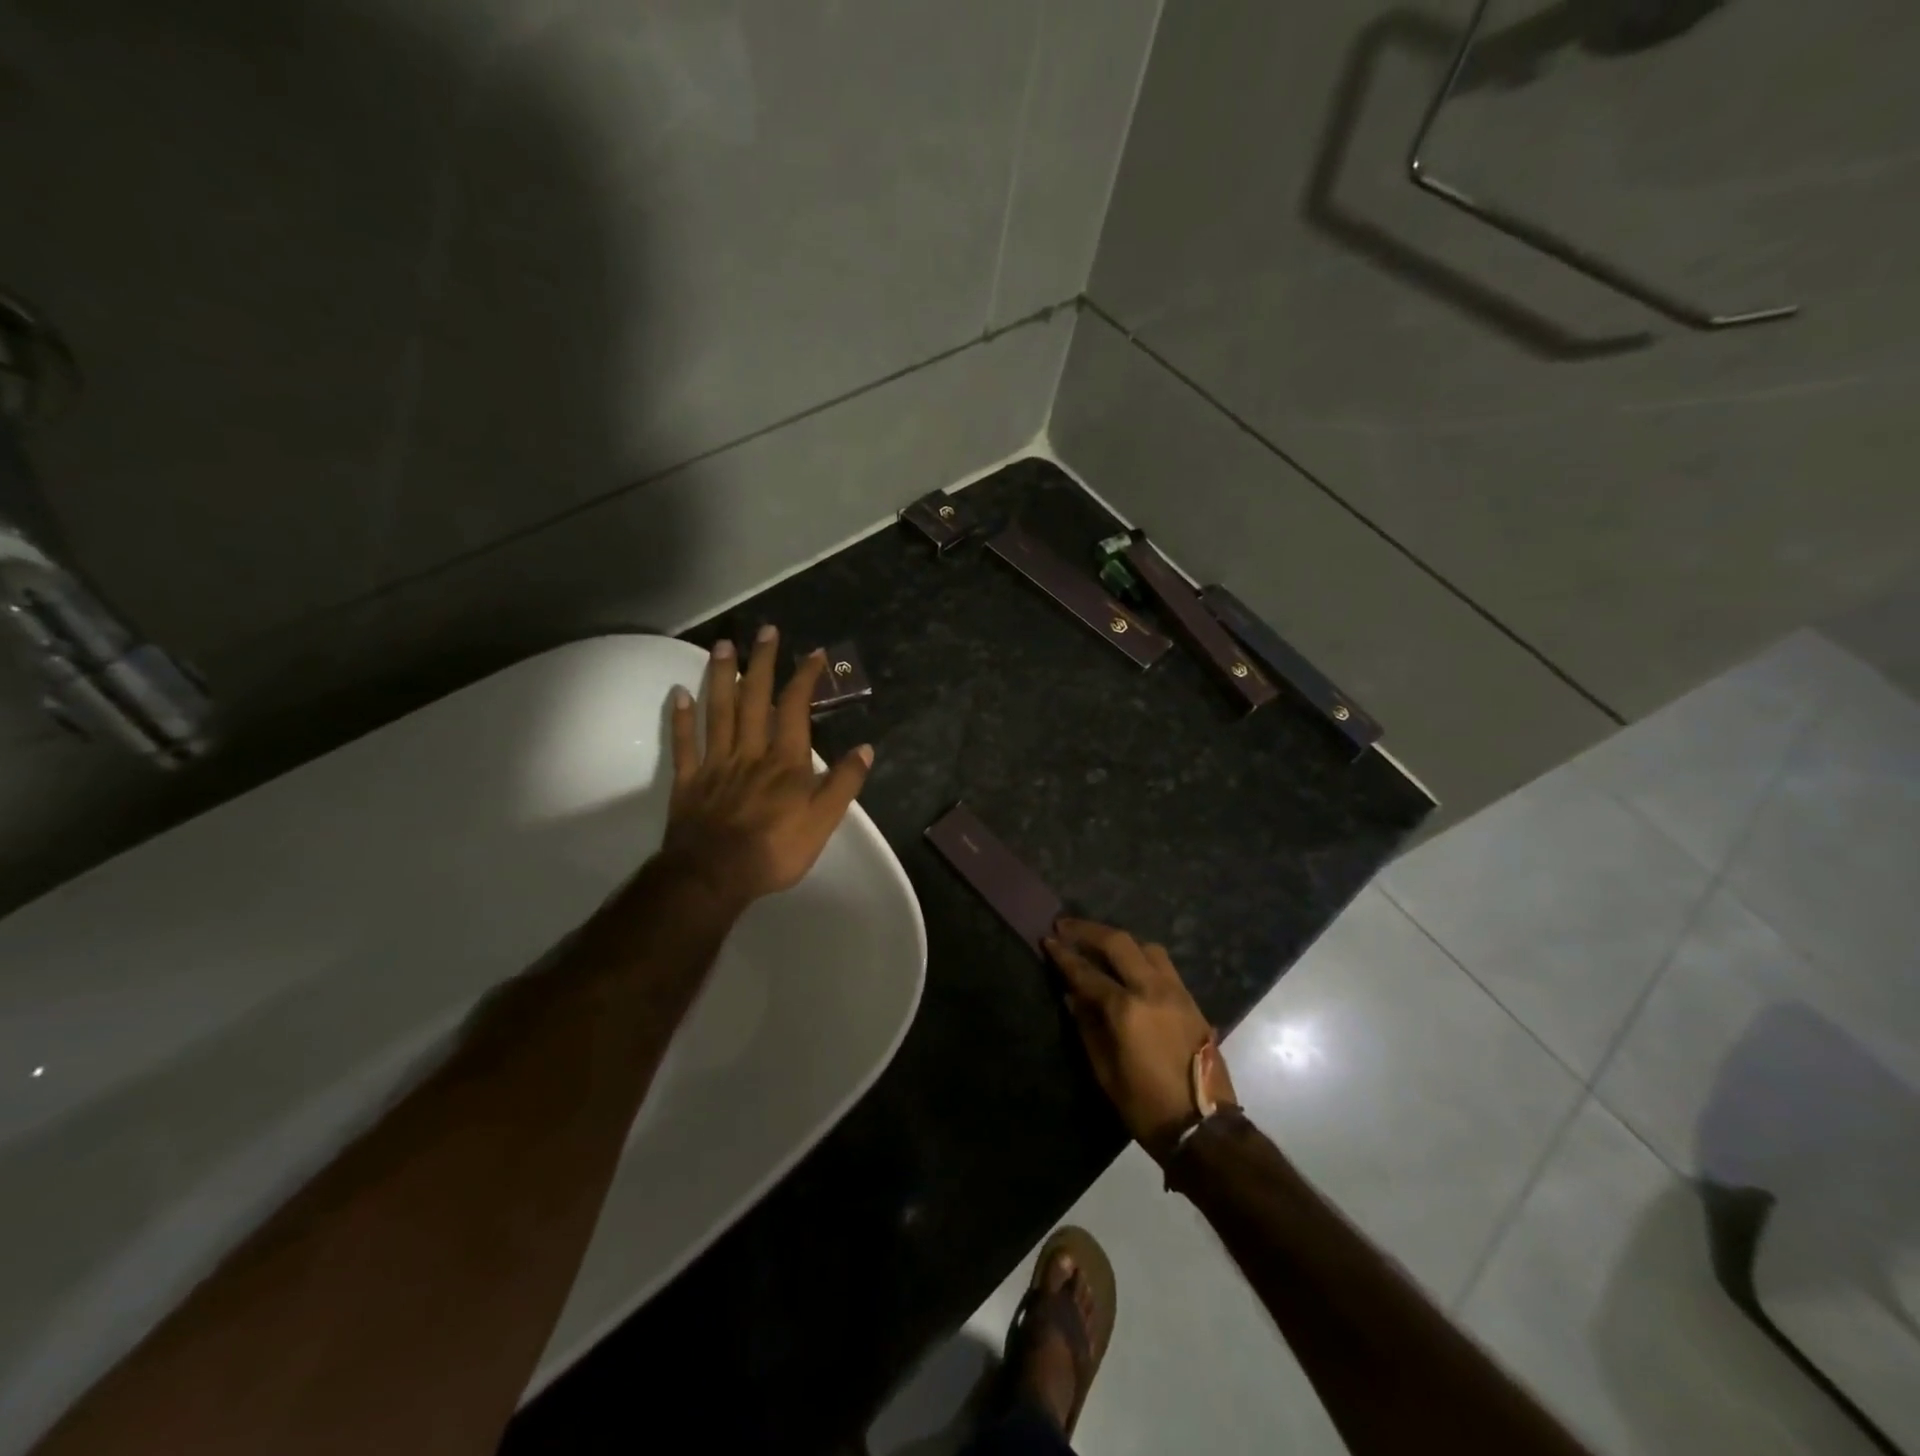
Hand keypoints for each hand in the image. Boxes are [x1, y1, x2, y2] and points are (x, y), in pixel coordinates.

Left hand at [659, 625, 872, 906]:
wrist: (713, 876)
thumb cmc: (774, 851)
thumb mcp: (823, 822)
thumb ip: (844, 783)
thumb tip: (865, 748)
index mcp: (785, 761)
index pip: (795, 709)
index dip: (804, 678)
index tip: (814, 653)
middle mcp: (749, 751)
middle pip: (754, 698)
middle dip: (762, 662)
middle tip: (766, 631)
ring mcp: (715, 763)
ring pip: (718, 711)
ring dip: (721, 676)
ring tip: (723, 645)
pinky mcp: (689, 781)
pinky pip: (684, 743)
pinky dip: (681, 718)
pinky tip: (678, 693)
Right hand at [1045, 920, 1236, 1159]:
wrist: (1203, 1126)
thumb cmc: (1145, 1104)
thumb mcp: (1104, 1070)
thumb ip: (1087, 1026)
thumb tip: (1072, 996)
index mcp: (1126, 1009)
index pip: (1087, 972)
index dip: (1064, 955)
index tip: (1047, 939)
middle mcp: (1152, 990)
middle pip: (1119, 943)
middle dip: (1089, 931)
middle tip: (1066, 926)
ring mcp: (1176, 991)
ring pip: (1146, 947)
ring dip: (1119, 941)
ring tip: (1100, 944)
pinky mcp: (1191, 1000)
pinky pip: (1163, 965)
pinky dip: (1141, 956)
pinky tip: (1129, 966)